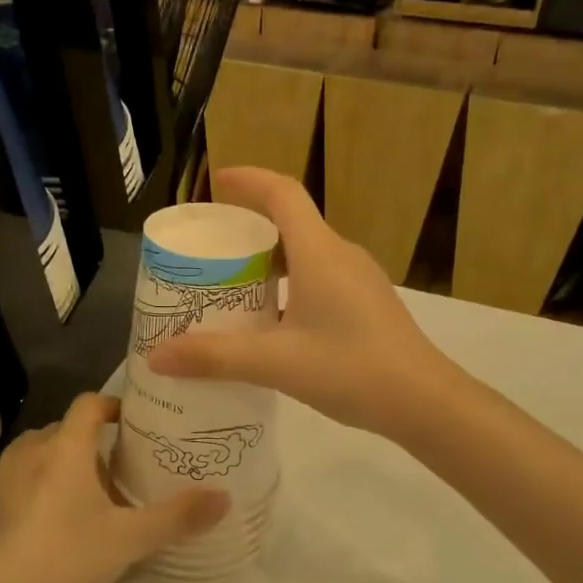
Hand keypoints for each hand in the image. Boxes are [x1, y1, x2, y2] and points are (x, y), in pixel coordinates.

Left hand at [0, 394, 226, 582]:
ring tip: (76, 503)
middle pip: (62, 431)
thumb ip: (178, 517)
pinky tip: (37, 529)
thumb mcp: (129, 541)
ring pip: (33, 457)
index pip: (89, 404)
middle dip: (87, 446)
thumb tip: (225, 497)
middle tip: (112, 477)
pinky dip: (27, 492)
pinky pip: (9, 484)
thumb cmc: (65, 559)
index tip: (130, 424)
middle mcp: (27, 451)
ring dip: (55, 468)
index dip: (111, 406)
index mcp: (65, 447)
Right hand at [148, 167, 445, 434]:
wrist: (426, 402)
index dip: (248, 180)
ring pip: (306, 252)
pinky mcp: (367, 303)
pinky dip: (288, 283)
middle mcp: (341, 255)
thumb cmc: (353, 369)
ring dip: (269, 259)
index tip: (217, 182)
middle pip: (291, 222)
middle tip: (211, 248)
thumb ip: (215, 357)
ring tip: (233, 286)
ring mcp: (359, 279)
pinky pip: (319, 276)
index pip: (283, 193)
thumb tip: (156, 355)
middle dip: (249, 226)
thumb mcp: (277, 364)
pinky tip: (273, 322)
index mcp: (320, 253)